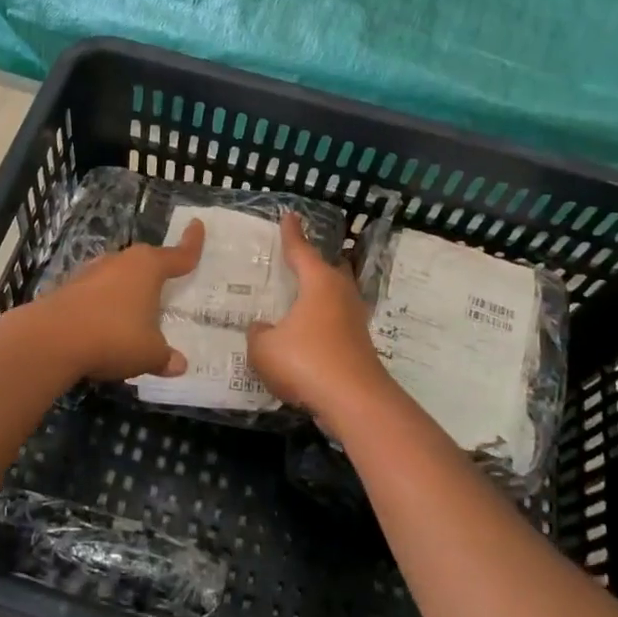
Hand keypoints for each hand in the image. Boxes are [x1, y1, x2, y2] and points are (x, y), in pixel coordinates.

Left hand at [26, 219, 205, 379]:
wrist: (50, 339)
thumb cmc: (113, 337)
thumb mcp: (149, 353)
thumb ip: (165, 357)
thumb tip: (178, 364)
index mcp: (148, 268)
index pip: (178, 255)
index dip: (191, 243)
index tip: (197, 225)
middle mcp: (120, 262)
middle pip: (145, 262)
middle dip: (156, 272)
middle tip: (167, 284)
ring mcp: (91, 273)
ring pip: (117, 276)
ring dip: (127, 290)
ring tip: (135, 311)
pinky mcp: (68, 289)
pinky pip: (96, 294)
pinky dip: (104, 305)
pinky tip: (104, 326)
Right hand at [246, 213, 393, 421]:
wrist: (354, 401)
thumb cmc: (306, 362)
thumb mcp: (264, 348)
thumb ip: (258, 334)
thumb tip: (262, 329)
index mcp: (318, 282)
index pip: (301, 250)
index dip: (292, 233)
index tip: (289, 215)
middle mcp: (340, 294)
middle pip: (330, 269)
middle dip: (317, 262)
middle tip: (301, 258)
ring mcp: (354, 320)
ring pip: (338, 295)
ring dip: (323, 293)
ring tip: (304, 295)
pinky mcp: (359, 344)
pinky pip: (338, 321)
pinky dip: (324, 321)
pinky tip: (309, 332)